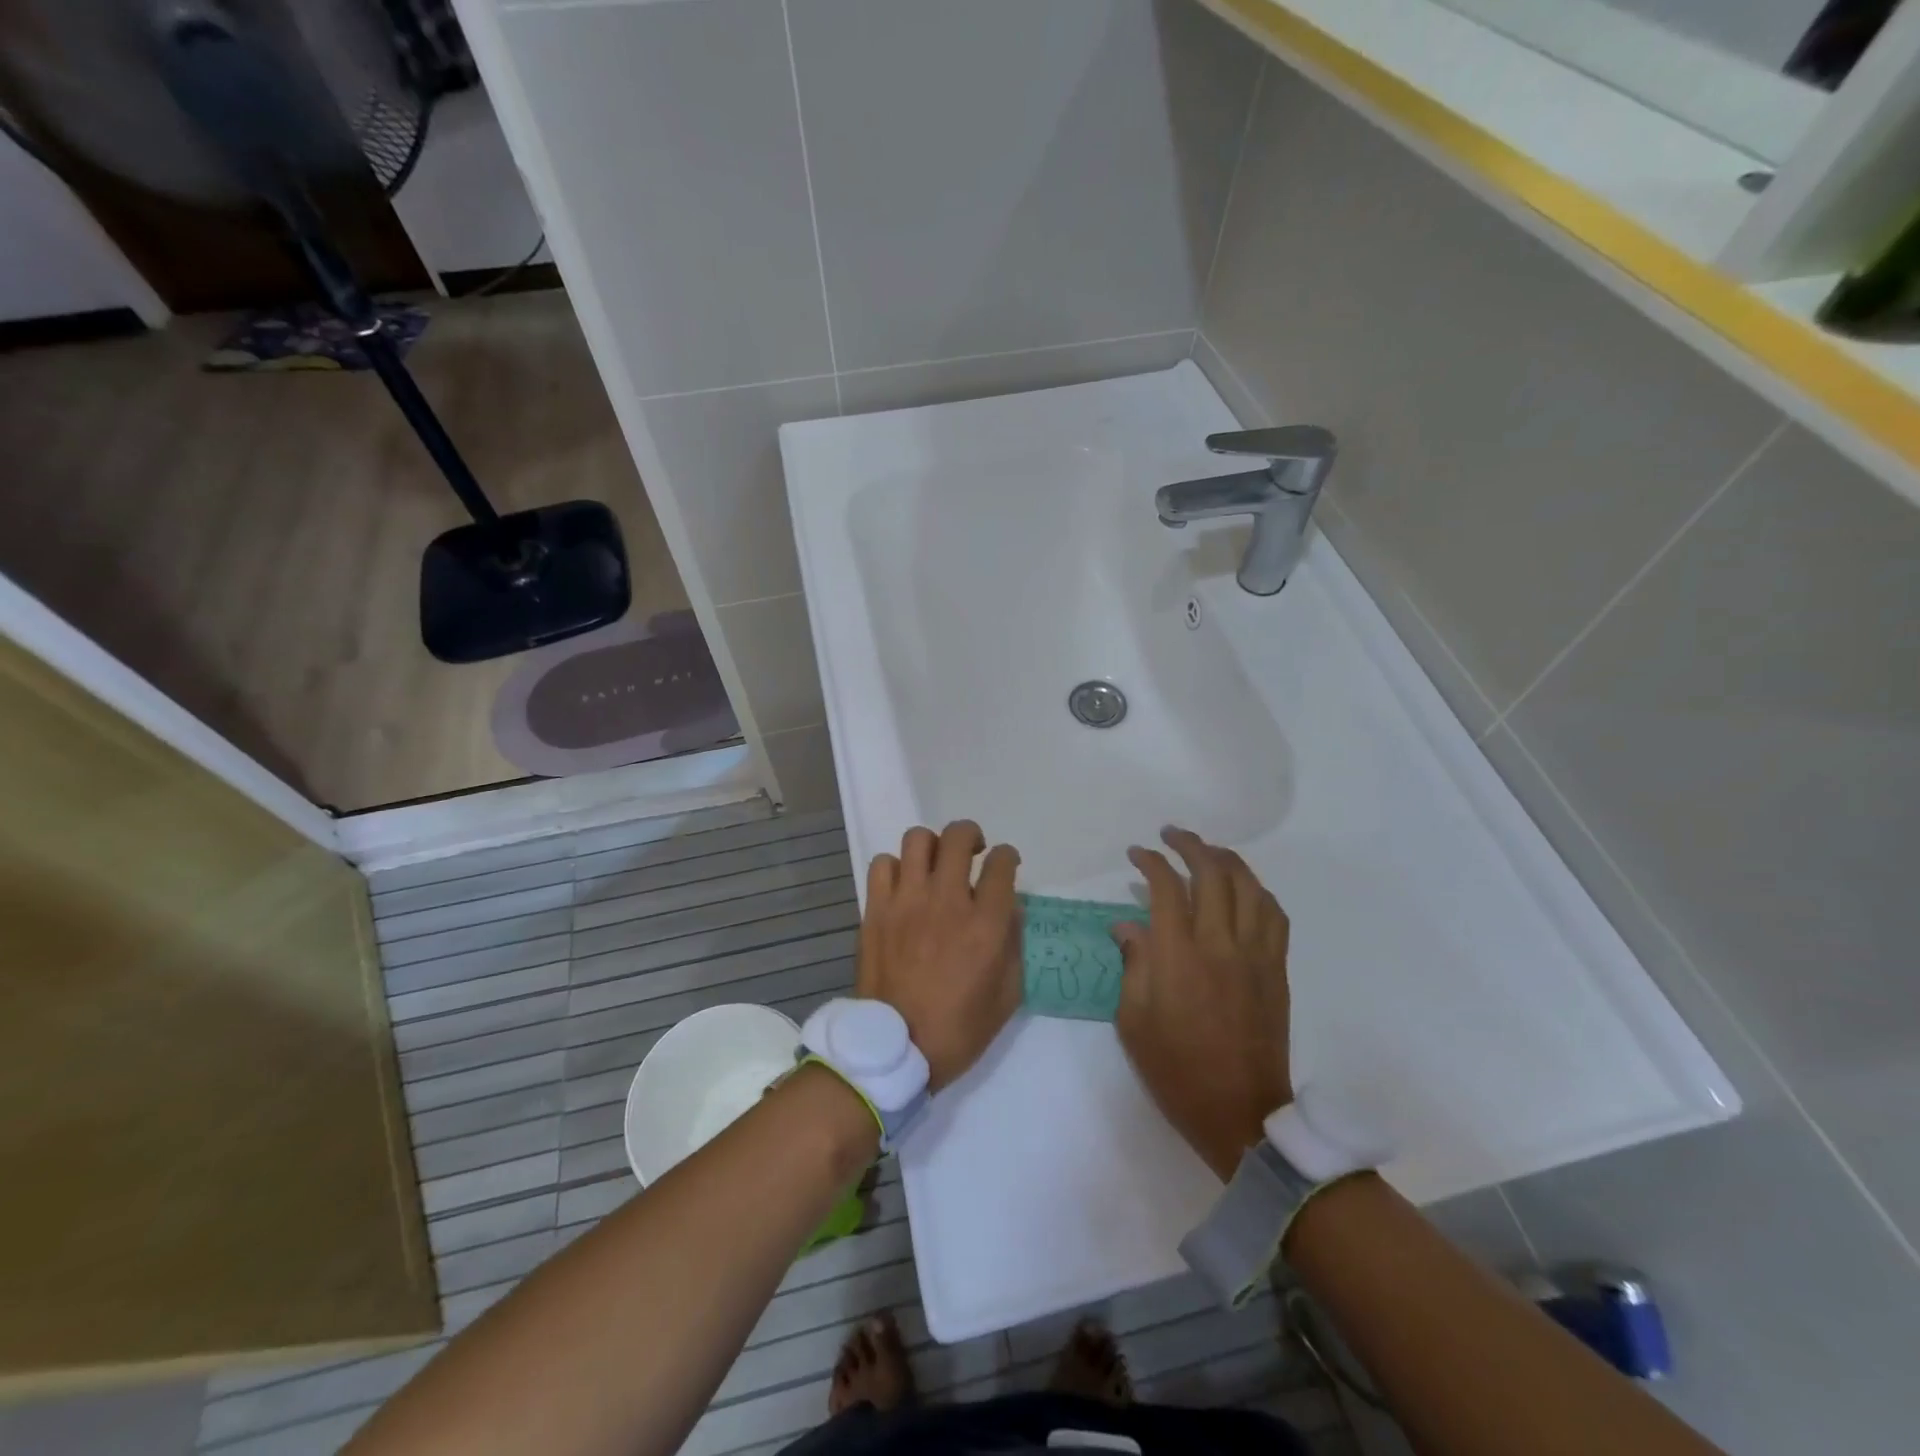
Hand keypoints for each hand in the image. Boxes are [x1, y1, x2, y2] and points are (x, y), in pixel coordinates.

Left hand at [856, 821, 1021, 1092]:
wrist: (895, 1048)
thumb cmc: (958, 1029)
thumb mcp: (1007, 995)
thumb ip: (1014, 945)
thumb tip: (1009, 908)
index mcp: (985, 925)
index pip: (1002, 864)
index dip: (1008, 857)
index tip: (1006, 865)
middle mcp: (947, 901)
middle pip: (958, 837)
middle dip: (971, 835)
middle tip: (972, 852)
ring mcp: (907, 901)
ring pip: (917, 839)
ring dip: (932, 846)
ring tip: (935, 864)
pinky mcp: (876, 909)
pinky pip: (883, 864)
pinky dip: (896, 867)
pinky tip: (903, 886)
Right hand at [1113, 827, 1292, 1180]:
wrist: (1239, 1112)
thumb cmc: (1176, 1068)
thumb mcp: (1133, 1020)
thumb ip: (1132, 963)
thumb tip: (1127, 925)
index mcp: (1178, 956)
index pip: (1166, 888)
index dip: (1151, 862)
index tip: (1137, 854)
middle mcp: (1220, 944)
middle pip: (1212, 874)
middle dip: (1190, 845)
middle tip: (1171, 836)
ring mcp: (1255, 955)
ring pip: (1249, 887)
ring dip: (1227, 860)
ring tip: (1208, 851)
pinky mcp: (1277, 970)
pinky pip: (1274, 915)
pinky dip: (1258, 891)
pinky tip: (1244, 888)